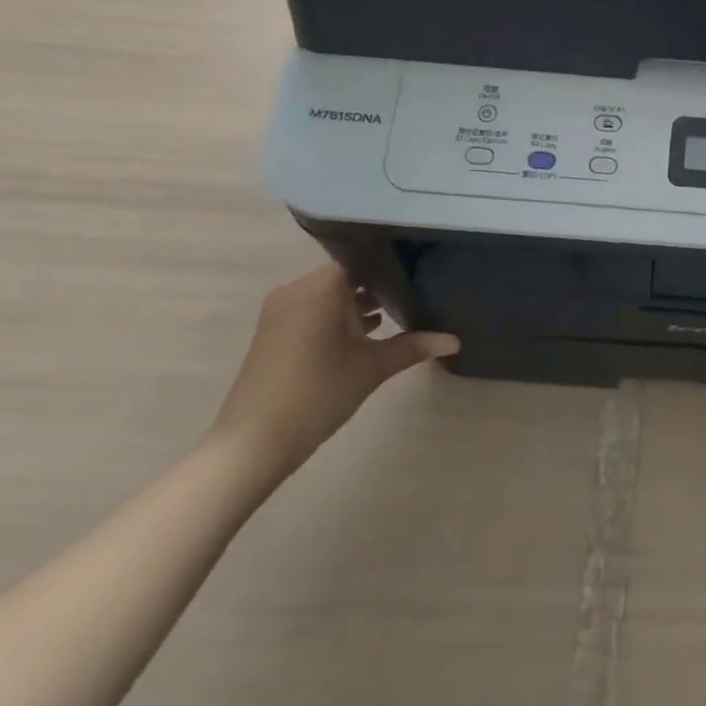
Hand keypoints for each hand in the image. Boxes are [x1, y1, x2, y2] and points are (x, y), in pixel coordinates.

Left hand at [206, 264, 458, 481]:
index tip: (422, 269)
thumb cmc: (316, 395)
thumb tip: (455, 341)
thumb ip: (414, 347)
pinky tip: (364, 335)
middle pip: (348, 275)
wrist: (250, 446)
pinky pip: (313, 308)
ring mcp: (281, 309)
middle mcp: (298, 288)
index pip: (366, 259)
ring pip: (330, 293)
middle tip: (416, 292)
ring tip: (396, 314)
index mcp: (322, 286)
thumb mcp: (372, 368)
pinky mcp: (273, 330)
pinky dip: (335, 316)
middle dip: (379, 286)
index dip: (395, 264)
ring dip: (357, 304)